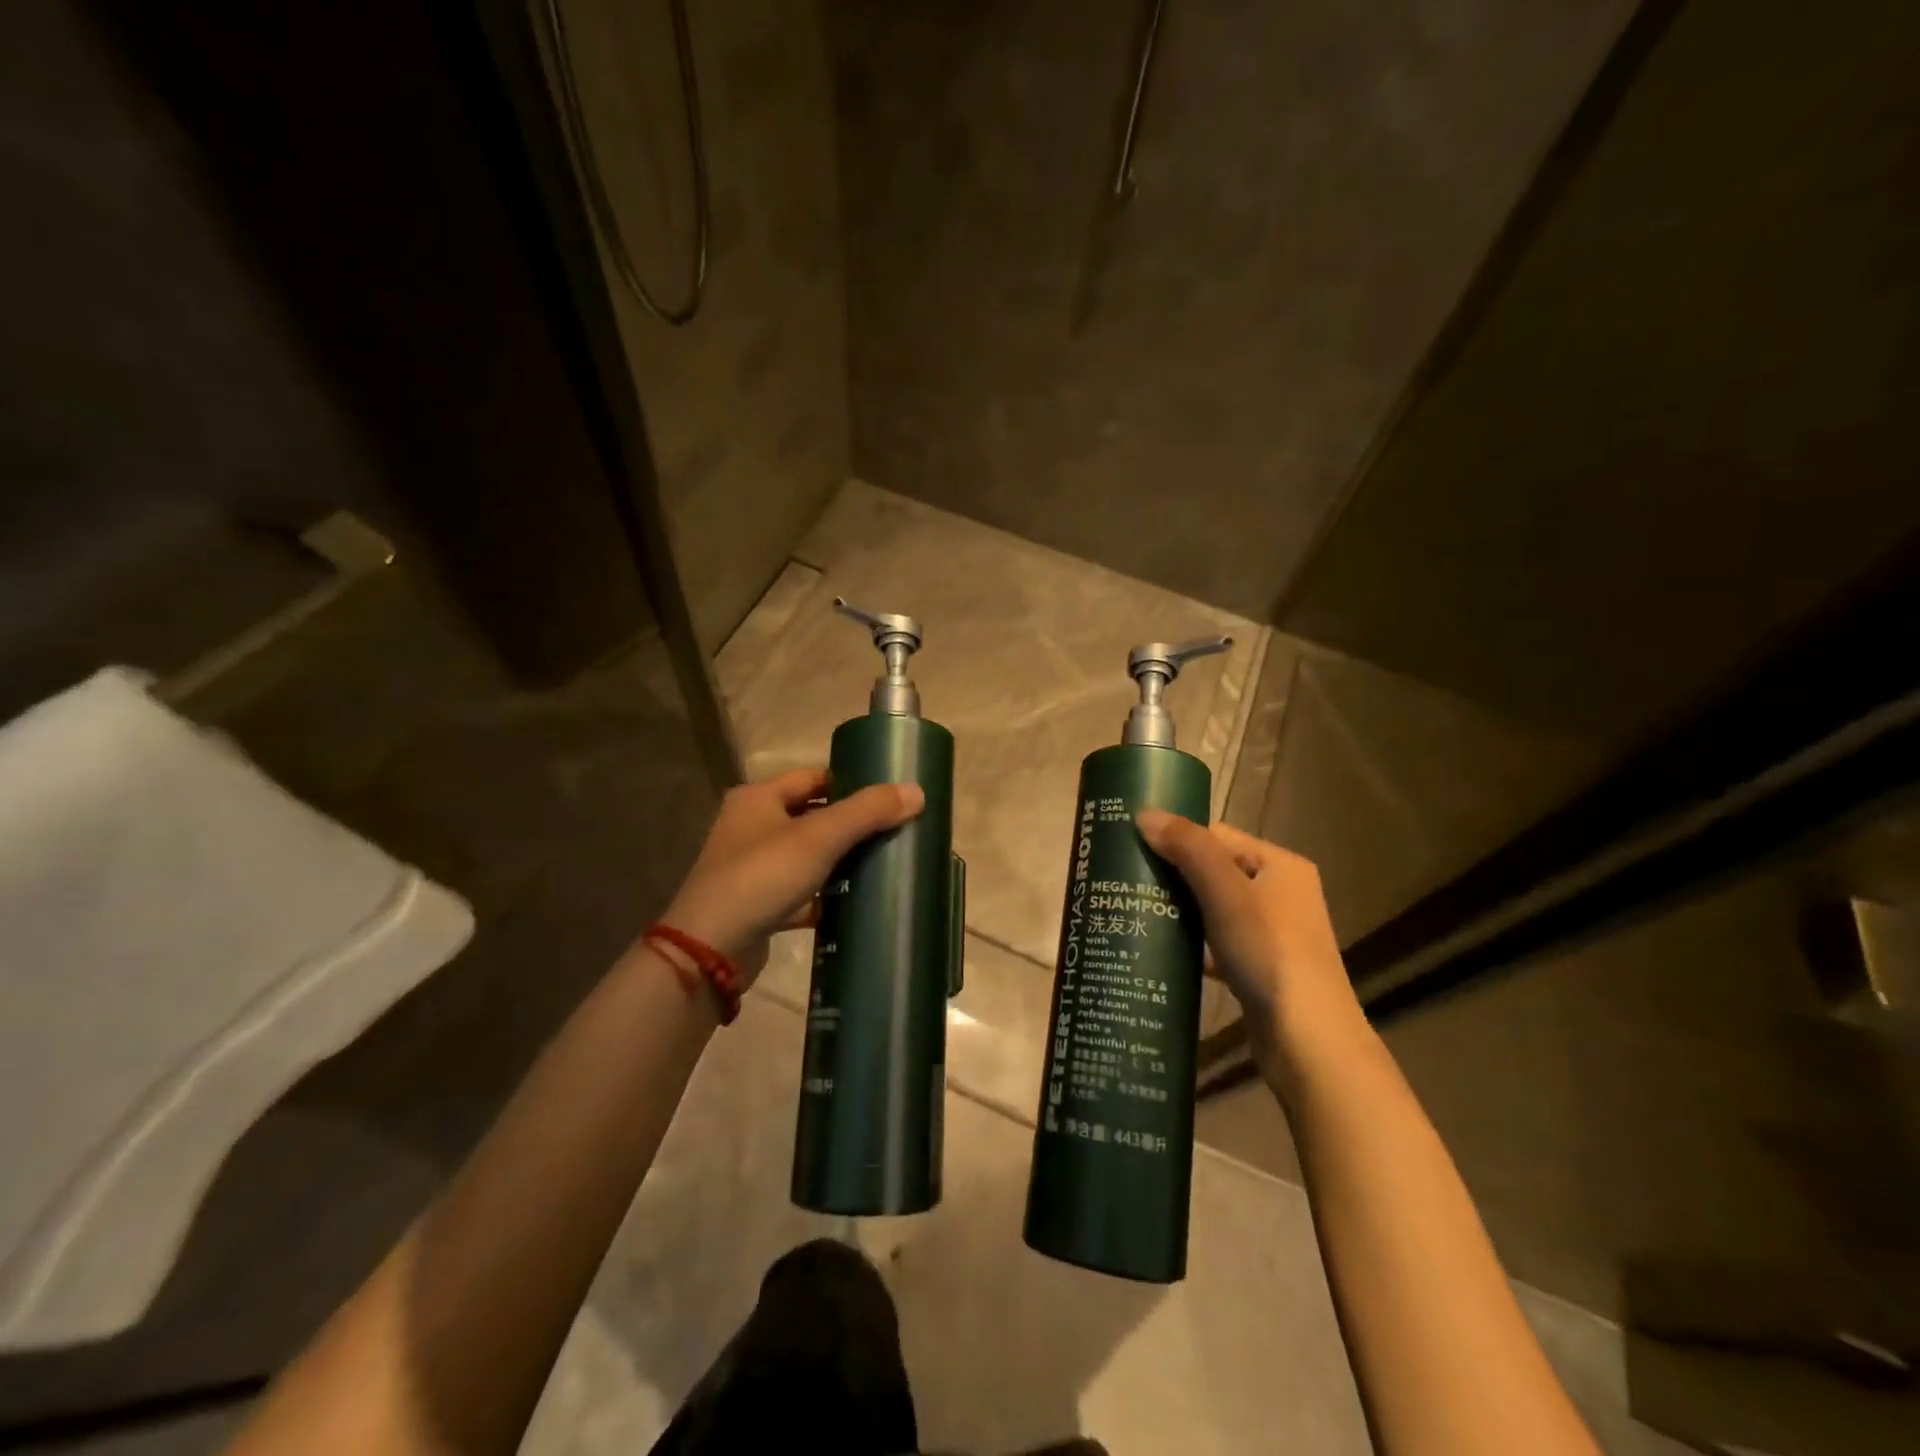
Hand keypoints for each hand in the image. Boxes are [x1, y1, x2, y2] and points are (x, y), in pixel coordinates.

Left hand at [656, 767, 924, 984]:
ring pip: (807, 855)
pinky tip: (854, 902)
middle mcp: (751, 826)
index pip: (814, 777)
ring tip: (883, 864)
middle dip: (851, 824)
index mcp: (759, 798)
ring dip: (839, 860)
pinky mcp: (757, 903)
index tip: (889, 796)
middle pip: (812, 815)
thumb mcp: (819, 838)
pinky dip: (824, 895)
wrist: (709, 950)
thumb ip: (868, 812)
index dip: (851, 781)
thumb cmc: (762, 877)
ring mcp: (752, 867)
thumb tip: (917, 791)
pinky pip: (800, 891)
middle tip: (894, 830)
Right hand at [1135, 811, 1364, 1076]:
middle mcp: (1281, 893)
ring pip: (1214, 908)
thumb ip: (1188, 848)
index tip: (1133, 847)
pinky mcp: (1261, 968)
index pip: (1218, 835)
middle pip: (1214, 870)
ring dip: (1180, 910)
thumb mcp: (1226, 892)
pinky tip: (1162, 952)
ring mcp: (1273, 933)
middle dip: (1173, 875)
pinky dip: (1193, 944)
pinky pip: (1218, 942)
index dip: (1177, 838)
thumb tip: (1144, 813)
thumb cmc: (1268, 953)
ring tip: (1134, 912)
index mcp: (1280, 865)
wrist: (1308, 1042)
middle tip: (1126, 882)